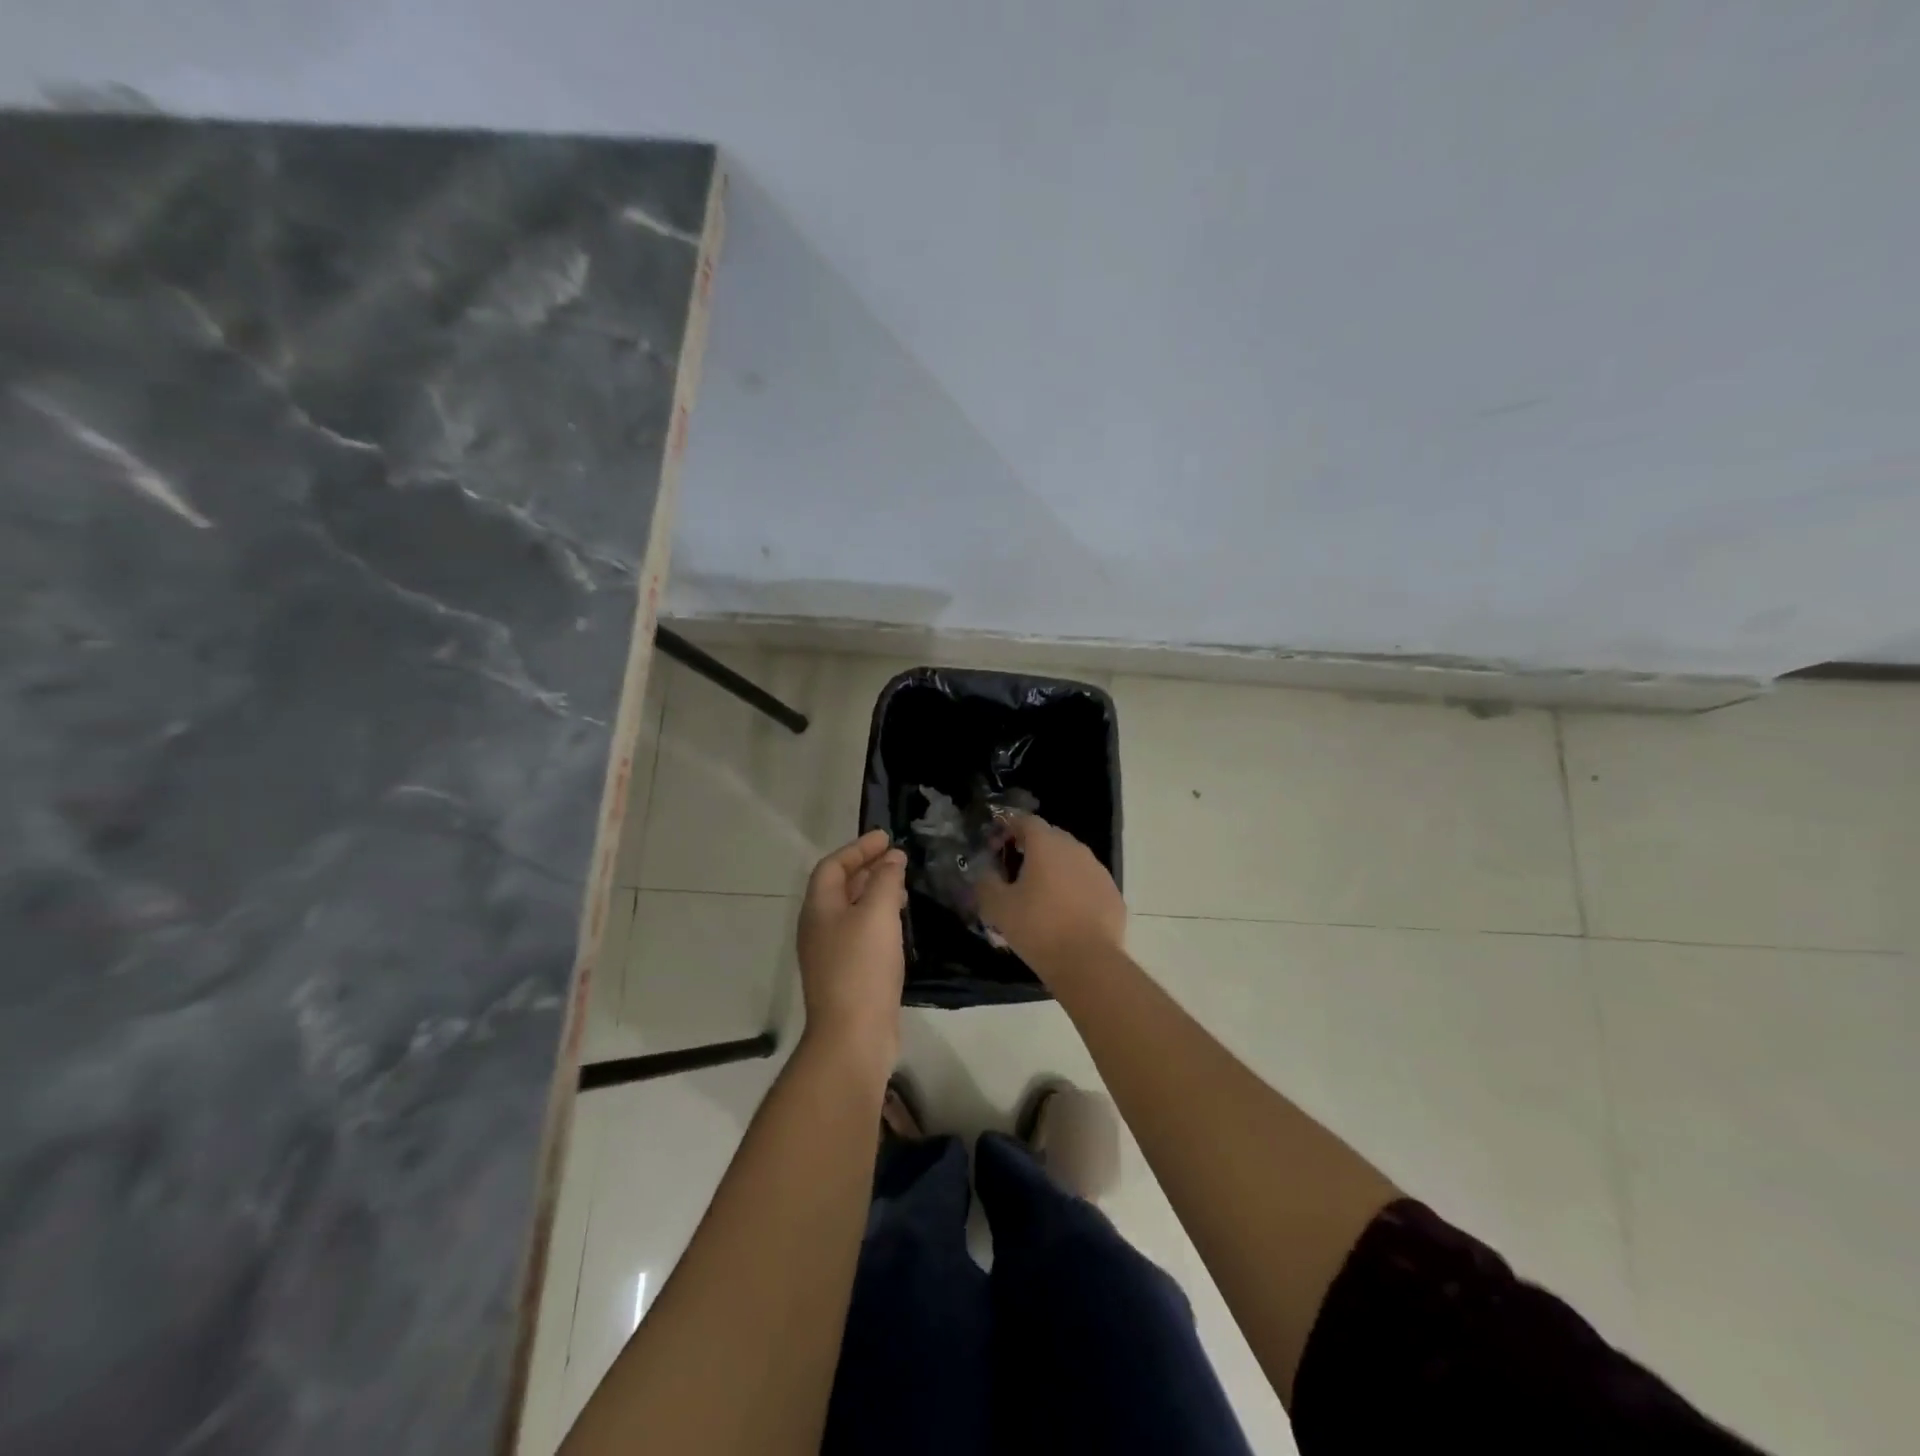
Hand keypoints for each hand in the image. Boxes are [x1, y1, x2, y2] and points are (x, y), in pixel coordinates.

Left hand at [795, 830, 907, 1076]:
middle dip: (867, 868)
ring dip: (874, 894)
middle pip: (839, 887)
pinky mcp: (845, 975)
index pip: (833, 866)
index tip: (886, 838)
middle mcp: (818, 927)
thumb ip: (885, 880)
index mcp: (818, 908)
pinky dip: (878, 920)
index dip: (858, 849)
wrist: (853, 1036)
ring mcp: (830, 954)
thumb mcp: (877, 914)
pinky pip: (860, 934)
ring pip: (851, 911)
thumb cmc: (862, 967)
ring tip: (903, 889)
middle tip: (897, 860)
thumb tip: (892, 858)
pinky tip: (899, 927)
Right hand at [976, 814, 1125, 980]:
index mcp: (1046, 844)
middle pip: (1049, 837)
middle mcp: (1075, 848)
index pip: (1025, 820)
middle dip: (1030, 848)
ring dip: (1053, 869)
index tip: (995, 848)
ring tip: (1040, 895)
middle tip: (1014, 872)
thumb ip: (986, 882)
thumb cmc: (1038, 928)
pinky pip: (1087, 881)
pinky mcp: (1112, 893)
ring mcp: (1098, 870)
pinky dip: (1074, 888)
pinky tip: (1065, 913)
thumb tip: (985, 872)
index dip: (1007, 828)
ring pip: (1070, 859)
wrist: (1089, 962)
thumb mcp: (998, 907)